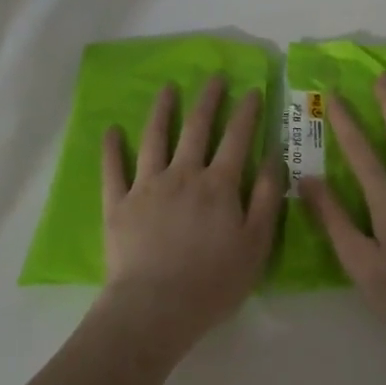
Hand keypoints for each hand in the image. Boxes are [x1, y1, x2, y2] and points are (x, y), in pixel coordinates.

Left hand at [100, 77, 281, 347]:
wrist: (156, 307)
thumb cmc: (214, 281)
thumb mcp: (257, 243)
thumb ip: (268, 198)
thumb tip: (274, 156)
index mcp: (219, 185)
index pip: (237, 138)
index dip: (246, 112)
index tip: (252, 90)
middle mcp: (183, 174)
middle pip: (196, 128)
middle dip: (208, 99)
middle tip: (214, 77)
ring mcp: (146, 186)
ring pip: (154, 138)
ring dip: (162, 110)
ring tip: (168, 88)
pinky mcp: (117, 204)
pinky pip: (112, 169)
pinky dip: (111, 148)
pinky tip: (111, 130)